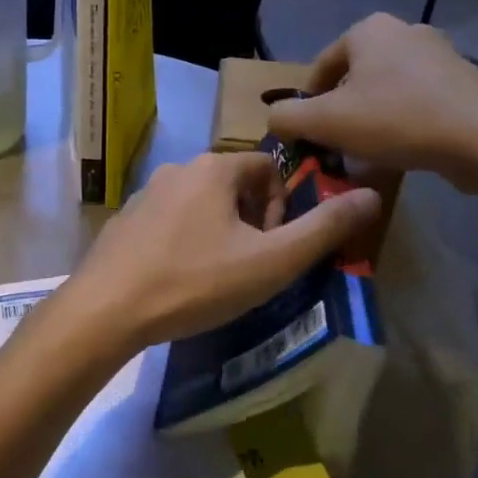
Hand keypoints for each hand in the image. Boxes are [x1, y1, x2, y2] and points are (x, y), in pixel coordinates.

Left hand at [62, 152, 381, 351]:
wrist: (108, 309)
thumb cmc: (195, 282)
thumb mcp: (270, 261)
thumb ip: (322, 229)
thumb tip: (369, 195)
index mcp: (213, 168)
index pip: (267, 168)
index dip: (280, 207)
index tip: (270, 247)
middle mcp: (177, 168)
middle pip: (233, 185)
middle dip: (250, 222)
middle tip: (246, 266)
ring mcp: (145, 192)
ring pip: (200, 203)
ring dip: (218, 232)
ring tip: (213, 277)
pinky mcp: (124, 219)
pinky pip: (169, 221)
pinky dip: (184, 241)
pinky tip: (178, 278)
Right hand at [267, 15, 477, 189]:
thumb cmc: (397, 120)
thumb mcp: (325, 122)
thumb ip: (286, 117)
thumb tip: (275, 119)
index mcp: (369, 29)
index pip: (320, 67)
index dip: (306, 103)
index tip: (307, 135)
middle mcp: (405, 31)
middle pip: (354, 78)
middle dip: (341, 112)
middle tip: (336, 144)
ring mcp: (441, 55)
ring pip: (387, 91)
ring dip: (372, 120)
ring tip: (368, 154)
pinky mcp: (466, 82)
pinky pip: (419, 102)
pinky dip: (404, 124)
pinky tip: (404, 152)